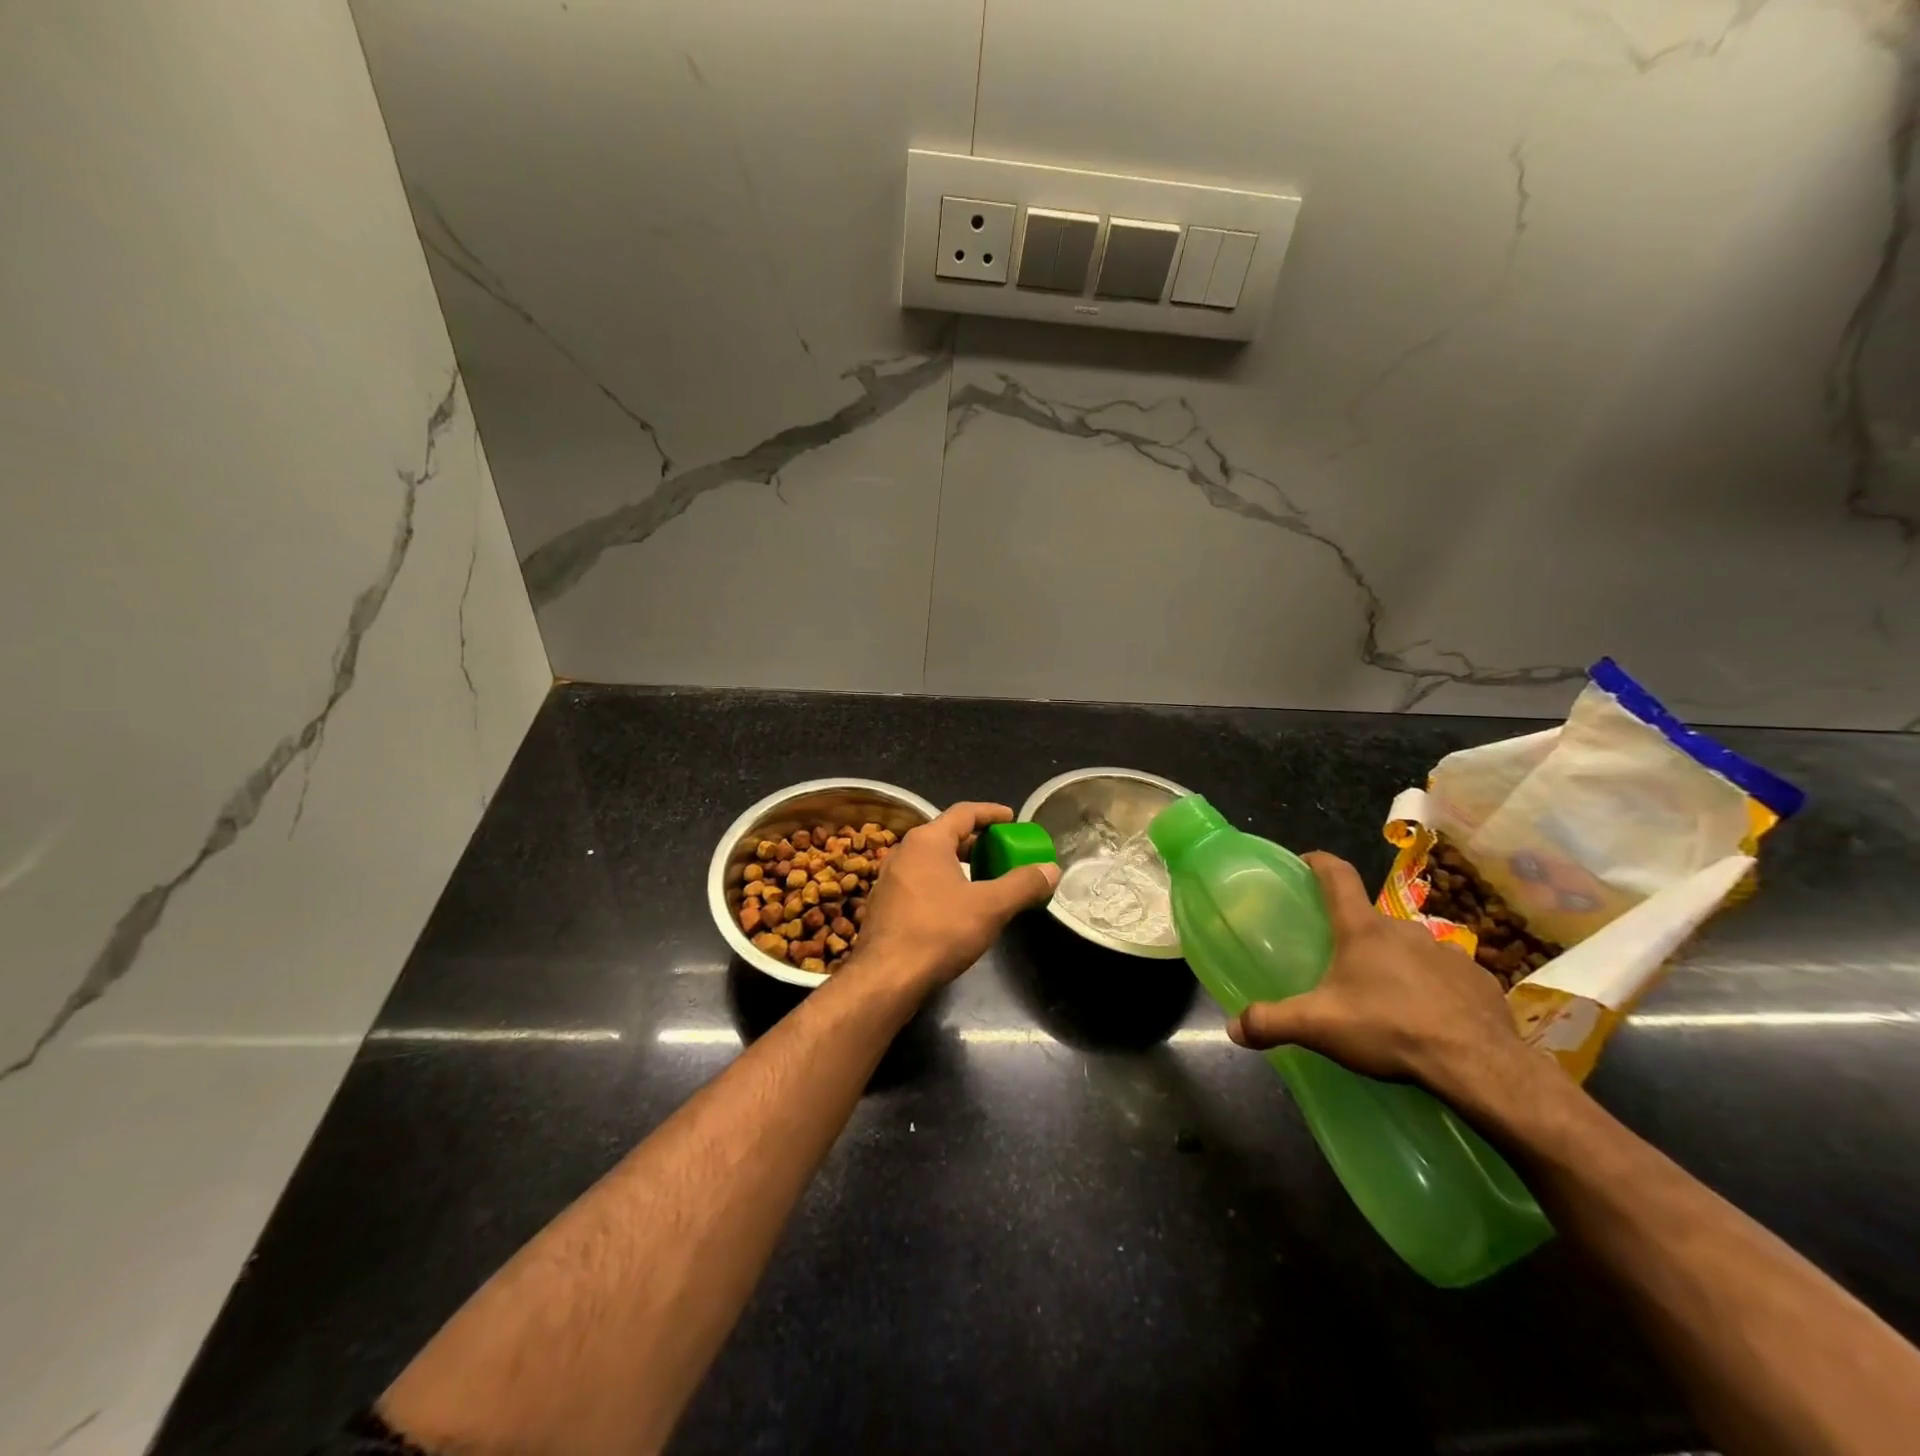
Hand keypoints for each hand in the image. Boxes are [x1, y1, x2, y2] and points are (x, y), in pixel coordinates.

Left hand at [854, 802, 1059, 990]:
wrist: (886, 978)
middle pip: (946, 835)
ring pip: (931, 861)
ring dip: (960, 865)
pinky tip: (958, 906)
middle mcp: (904, 852)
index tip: (1012, 818)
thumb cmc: (939, 932)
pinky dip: (943, 883)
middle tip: (1003, 852)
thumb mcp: (990, 907)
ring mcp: (889, 879)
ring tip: (985, 879)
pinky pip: (920, 882)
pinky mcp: (884, 905)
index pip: (963, 813)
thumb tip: (1051, 870)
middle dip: (977, 842)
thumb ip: (1023, 885)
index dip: (991, 813)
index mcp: (927, 841)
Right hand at [1226, 851, 1546, 1104]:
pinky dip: (1433, 988)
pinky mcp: (1479, 979)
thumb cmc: (1389, 1029)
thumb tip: (1233, 1028)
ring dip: (1396, 963)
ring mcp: (1447, 952)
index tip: (1306, 861)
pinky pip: (1446, 975)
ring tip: (1386, 998)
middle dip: (1354, 936)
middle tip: (1340, 965)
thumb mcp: (1318, 1027)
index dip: (1319, 862)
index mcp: (1363, 929)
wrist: (1479, 1065)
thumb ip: (1271, 1022)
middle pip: (1371, 920)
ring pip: (1410, 948)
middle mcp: (1404, 929)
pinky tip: (1429, 1018)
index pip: (1337, 876)